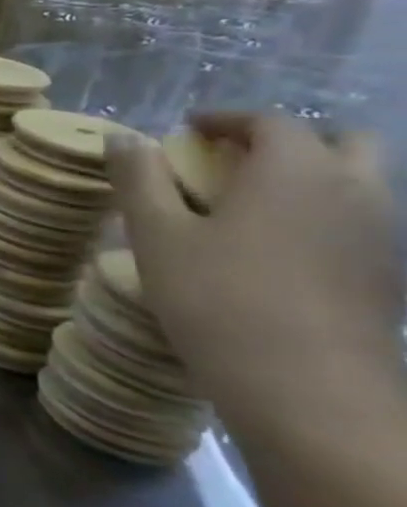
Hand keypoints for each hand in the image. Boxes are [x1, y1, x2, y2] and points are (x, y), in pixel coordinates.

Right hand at [106, 113, 405, 447]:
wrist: (308, 388)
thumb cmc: (217, 298)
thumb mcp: (156, 234)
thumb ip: (140, 179)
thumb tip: (125, 137)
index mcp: (295, 171)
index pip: (270, 121)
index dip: (226, 118)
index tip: (187, 128)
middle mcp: (354, 190)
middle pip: (342, 142)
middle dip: (288, 141)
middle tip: (232, 160)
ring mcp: (383, 235)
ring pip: (360, 183)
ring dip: (309, 178)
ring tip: (249, 205)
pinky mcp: (389, 274)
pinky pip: (362, 222)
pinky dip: (323, 215)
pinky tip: (277, 248)